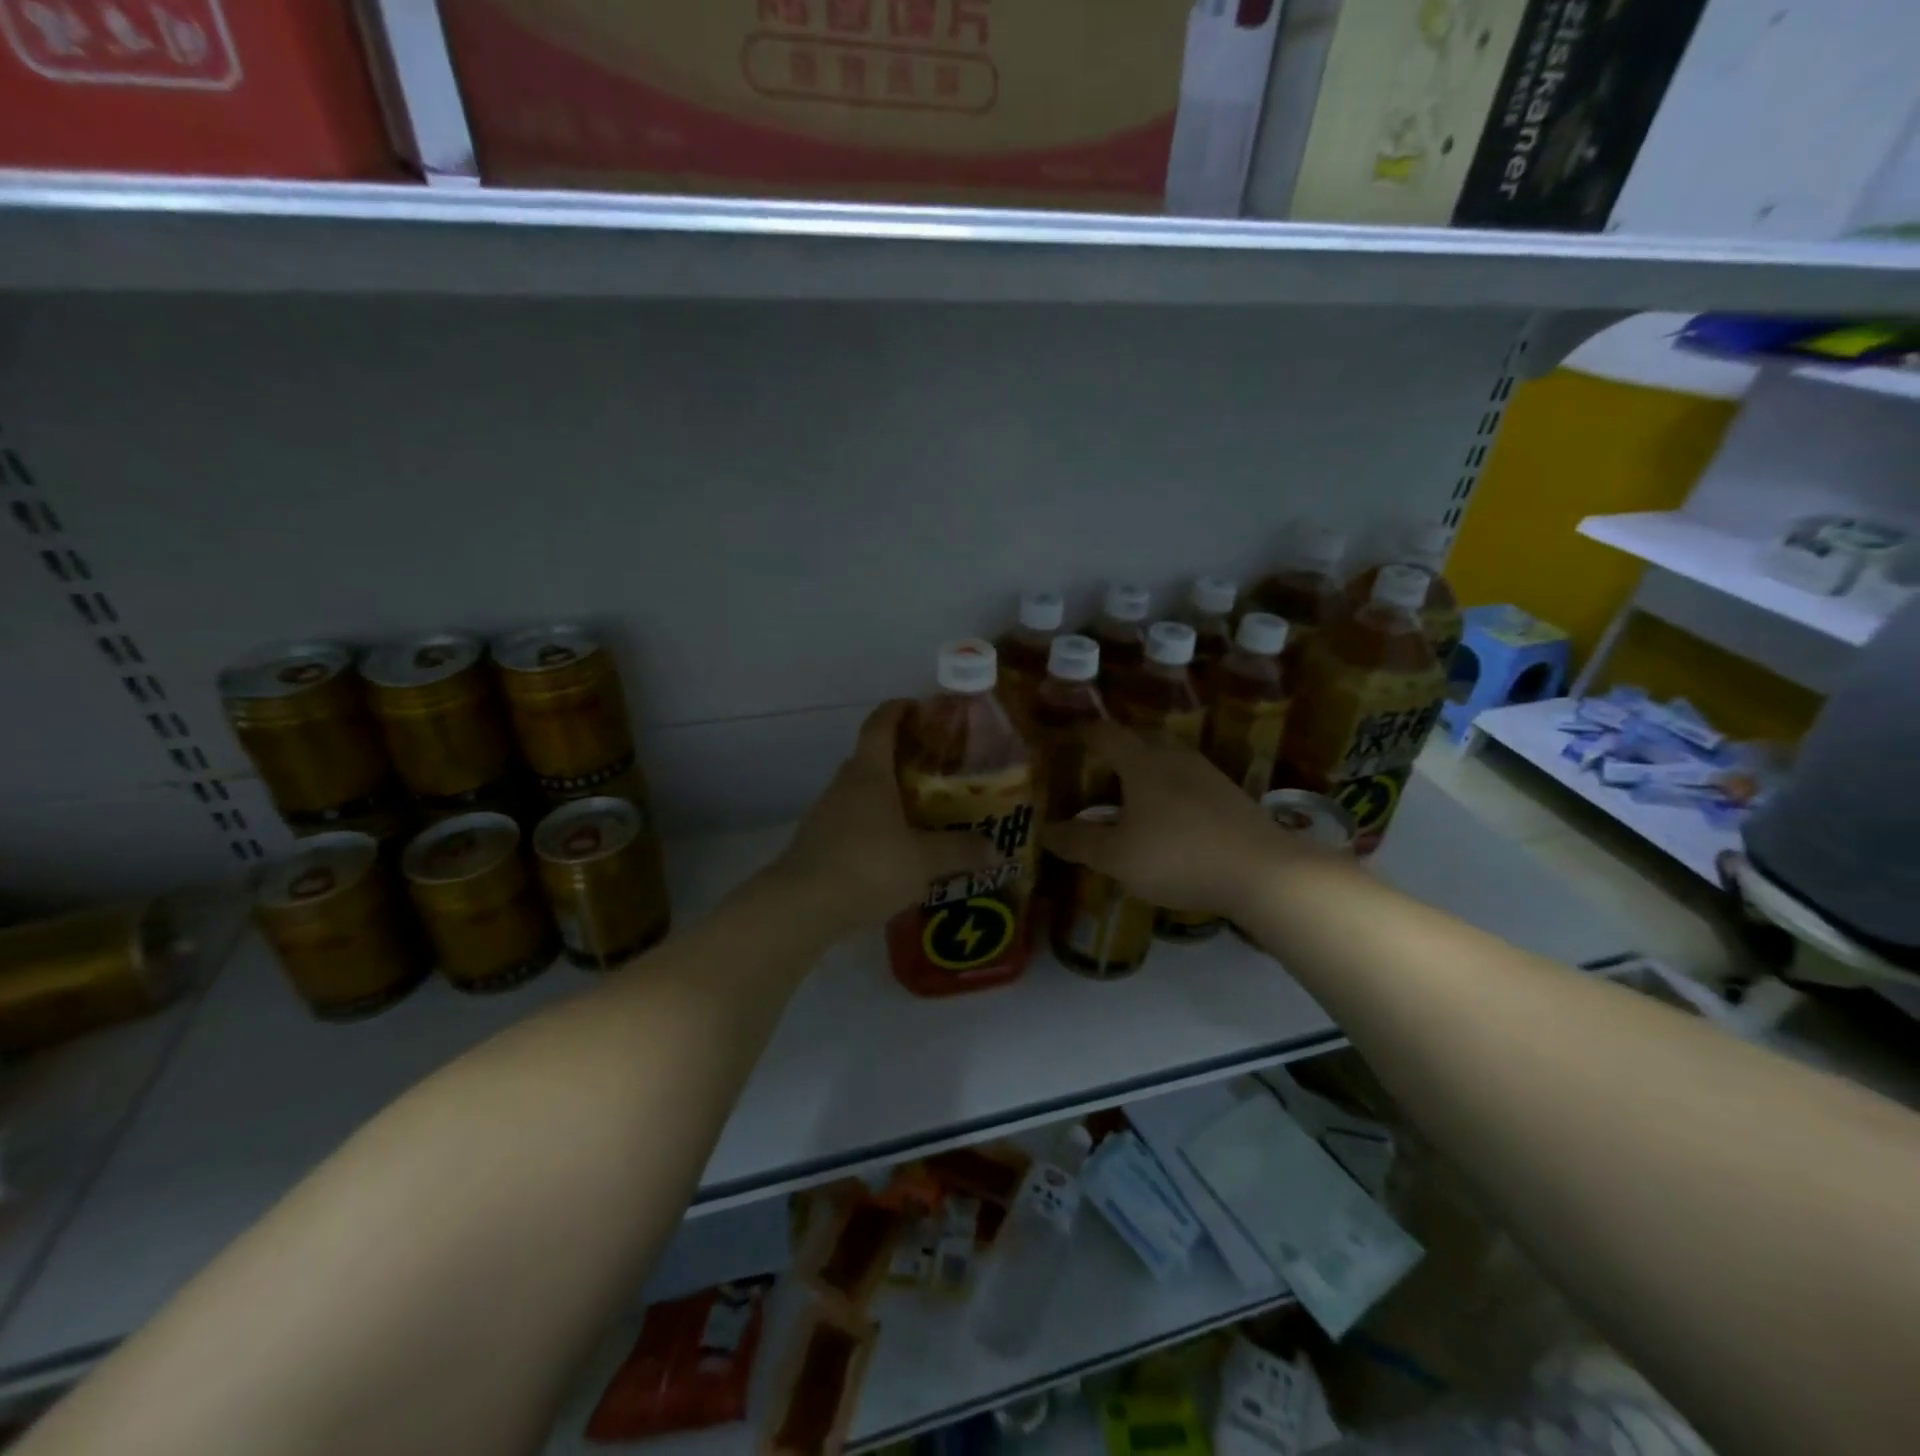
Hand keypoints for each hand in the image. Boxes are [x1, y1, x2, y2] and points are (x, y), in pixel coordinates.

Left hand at [771, 701, 992, 935]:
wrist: (801, 906)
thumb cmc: (867, 866)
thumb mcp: (924, 861)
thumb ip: (959, 851)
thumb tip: (993, 848)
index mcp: (869, 773)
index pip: (880, 724)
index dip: (899, 710)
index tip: (920, 707)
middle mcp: (844, 785)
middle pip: (872, 757)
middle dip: (902, 757)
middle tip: (937, 770)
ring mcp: (826, 814)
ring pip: (861, 792)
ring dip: (888, 795)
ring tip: (921, 813)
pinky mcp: (818, 843)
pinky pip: (852, 822)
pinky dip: (874, 826)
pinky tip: (894, 851)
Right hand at [1042, 720, 1307, 917]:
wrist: (1261, 872)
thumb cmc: (1177, 857)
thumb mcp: (1117, 857)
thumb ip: (1080, 842)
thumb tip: (1046, 831)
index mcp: (1142, 764)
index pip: (1106, 734)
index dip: (1084, 734)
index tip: (1069, 738)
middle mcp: (1175, 758)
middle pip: (1141, 738)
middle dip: (1118, 748)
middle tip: (1099, 768)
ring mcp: (1209, 775)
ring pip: (1169, 758)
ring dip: (1147, 768)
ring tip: (1132, 794)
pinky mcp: (1231, 796)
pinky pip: (1190, 780)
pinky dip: (1171, 788)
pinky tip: (1171, 817)